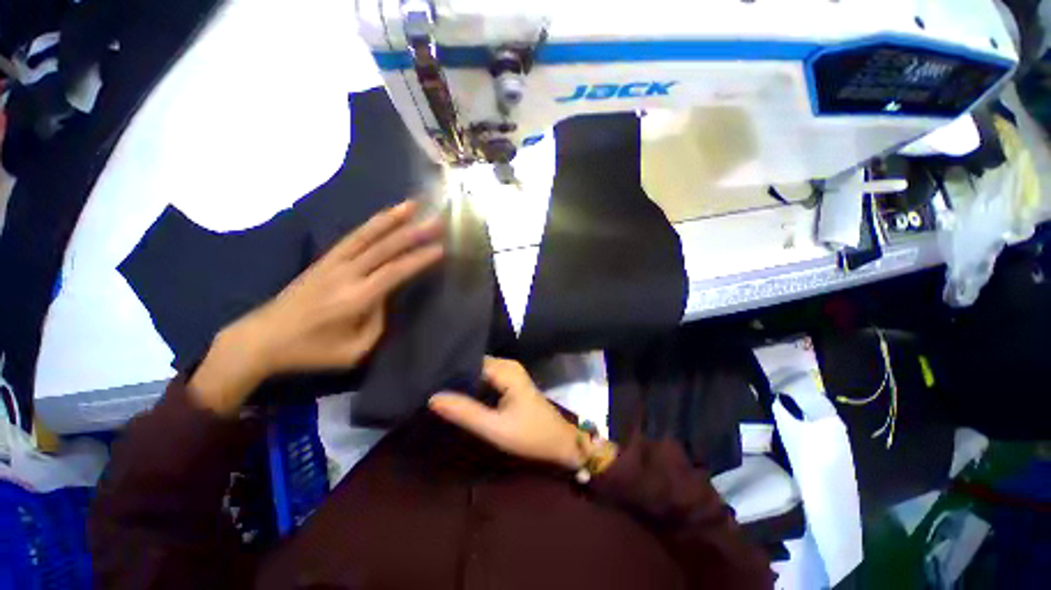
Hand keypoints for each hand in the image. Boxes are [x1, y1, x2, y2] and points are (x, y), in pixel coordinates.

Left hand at [190, 201, 443, 414]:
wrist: (262, 338)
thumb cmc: (311, 350)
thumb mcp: (353, 351)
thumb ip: (377, 324)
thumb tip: (387, 299)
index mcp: (356, 298)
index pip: (395, 272)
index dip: (419, 259)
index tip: (440, 248)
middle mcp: (346, 274)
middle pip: (384, 248)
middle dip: (414, 233)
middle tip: (437, 222)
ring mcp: (332, 263)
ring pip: (367, 235)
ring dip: (392, 218)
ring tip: (413, 205)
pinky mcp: (324, 260)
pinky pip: (352, 237)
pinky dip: (372, 224)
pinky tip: (386, 217)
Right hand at [429, 357, 585, 468]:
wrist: (560, 443)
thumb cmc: (531, 435)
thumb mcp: (495, 427)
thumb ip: (465, 412)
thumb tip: (433, 397)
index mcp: (505, 369)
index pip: (470, 361)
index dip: (449, 371)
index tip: (427, 379)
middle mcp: (507, 365)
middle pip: (474, 364)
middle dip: (455, 376)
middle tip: (429, 387)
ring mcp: (510, 373)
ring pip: (479, 372)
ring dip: (463, 382)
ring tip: (438, 391)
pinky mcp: (510, 382)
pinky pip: (486, 378)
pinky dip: (473, 387)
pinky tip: (458, 397)